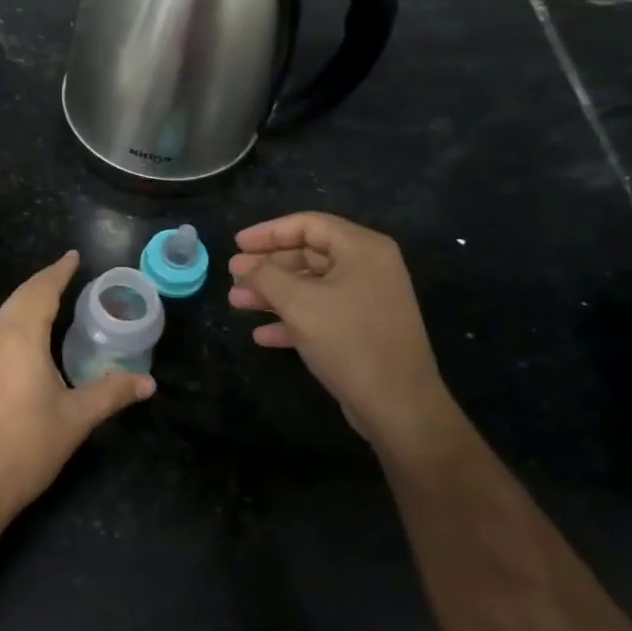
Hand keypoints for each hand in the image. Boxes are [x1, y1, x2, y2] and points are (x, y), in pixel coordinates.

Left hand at [0, 250, 153, 525]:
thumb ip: (112, 393)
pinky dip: (17, 320)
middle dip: (43, 282)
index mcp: (21, 339)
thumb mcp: (76, 418)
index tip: (74, 257)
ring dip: (28, 300)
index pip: (41, 292)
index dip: (58, 272)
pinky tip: (30, 336)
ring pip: (5, 314)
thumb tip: (148, 382)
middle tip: (68, 273)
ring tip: (53, 298)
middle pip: (19, 298)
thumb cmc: (27, 446)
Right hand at [229, 212, 452, 447]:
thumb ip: (266, 275)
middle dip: (267, 266)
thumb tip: (244, 264)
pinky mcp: (361, 329)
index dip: (268, 232)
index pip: (308, 224)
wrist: (399, 406)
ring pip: (310, 285)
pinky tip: (262, 334)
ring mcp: (366, 300)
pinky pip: (320, 313)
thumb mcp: (299, 303)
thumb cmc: (349, 342)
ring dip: (272, 293)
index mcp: (362, 249)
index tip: (237, 244)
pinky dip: (291, 319)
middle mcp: (368, 268)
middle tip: (232, 275)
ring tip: (237, 302)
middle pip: (308, 253)